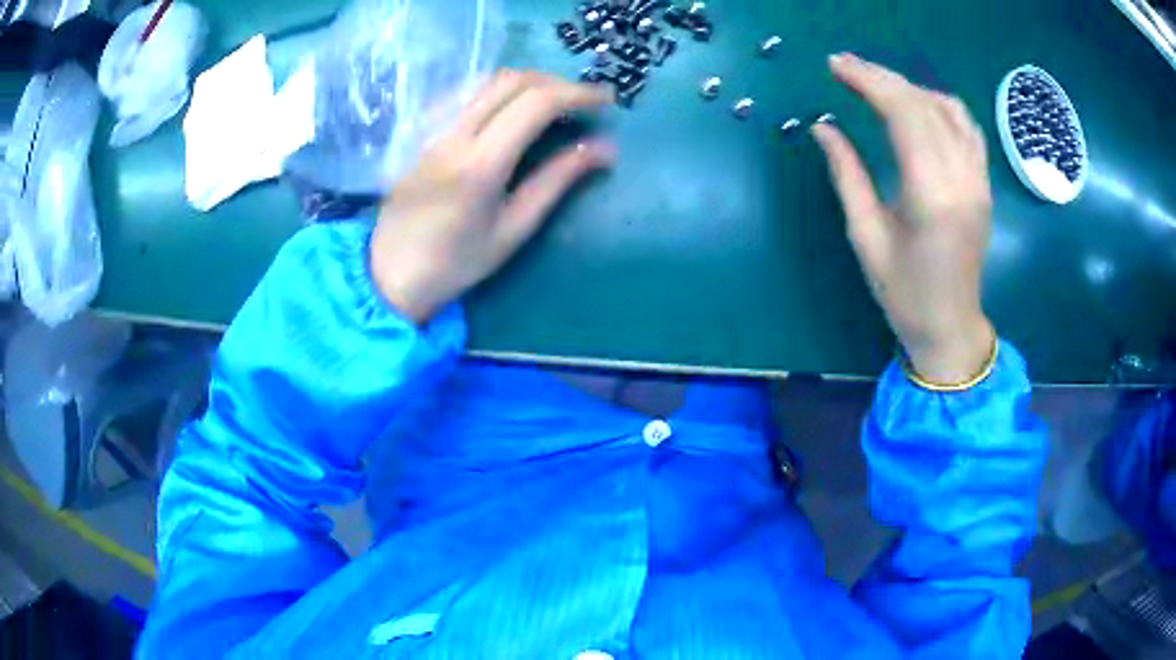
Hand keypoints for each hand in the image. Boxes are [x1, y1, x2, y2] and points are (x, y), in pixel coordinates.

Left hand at [370, 70, 615, 322]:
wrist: (390, 273)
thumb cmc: (456, 263)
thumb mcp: (513, 229)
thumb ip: (557, 181)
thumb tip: (604, 149)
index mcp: (481, 163)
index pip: (536, 102)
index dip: (577, 94)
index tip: (606, 101)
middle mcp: (455, 134)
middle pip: (512, 80)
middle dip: (556, 82)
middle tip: (583, 102)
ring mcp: (434, 129)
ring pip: (487, 81)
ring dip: (528, 82)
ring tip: (554, 103)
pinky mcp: (423, 132)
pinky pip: (466, 93)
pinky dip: (499, 90)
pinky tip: (511, 109)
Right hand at [812, 53, 995, 384]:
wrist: (950, 326)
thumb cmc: (903, 293)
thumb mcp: (865, 236)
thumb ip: (846, 174)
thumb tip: (823, 127)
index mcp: (930, 195)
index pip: (903, 114)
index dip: (868, 81)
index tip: (835, 66)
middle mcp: (961, 179)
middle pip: (924, 104)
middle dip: (881, 77)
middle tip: (845, 66)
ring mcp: (978, 180)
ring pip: (949, 109)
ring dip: (910, 88)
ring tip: (878, 86)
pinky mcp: (984, 183)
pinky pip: (967, 127)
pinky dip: (939, 104)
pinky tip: (918, 105)